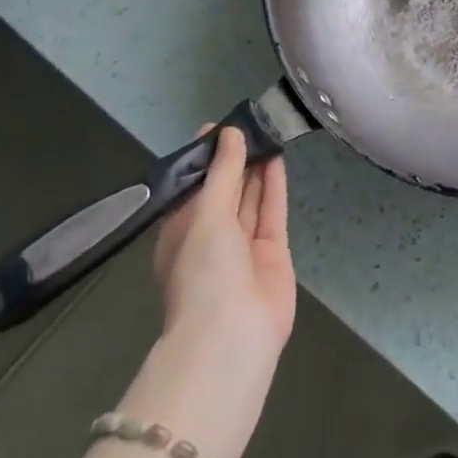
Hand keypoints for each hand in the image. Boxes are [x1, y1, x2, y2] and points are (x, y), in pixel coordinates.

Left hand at [151, 127, 295, 360]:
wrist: (233, 336)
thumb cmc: (203, 272)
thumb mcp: (206, 215)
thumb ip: (223, 172)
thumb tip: (230, 132)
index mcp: (180, 235)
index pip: (192, 189)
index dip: (204, 159)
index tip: (217, 126)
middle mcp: (210, 240)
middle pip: (224, 191)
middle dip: (234, 160)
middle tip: (249, 122)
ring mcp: (242, 247)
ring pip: (249, 199)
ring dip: (256, 168)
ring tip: (267, 132)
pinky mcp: (271, 252)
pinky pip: (271, 211)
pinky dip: (273, 186)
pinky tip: (277, 158)